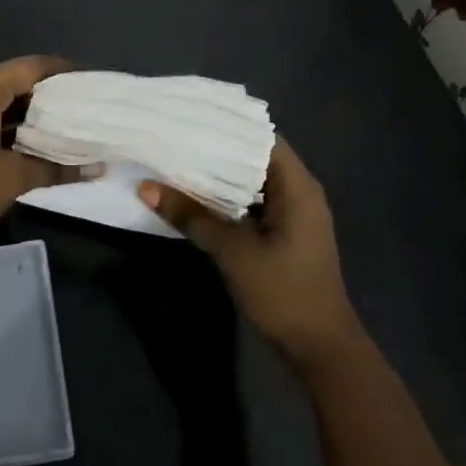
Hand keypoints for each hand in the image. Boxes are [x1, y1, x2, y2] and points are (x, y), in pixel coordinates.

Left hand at [0, 55, 96, 256]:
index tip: (94, 84)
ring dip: (36, 119)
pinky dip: (17, 134)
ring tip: (75, 129)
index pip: (31, 67)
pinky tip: (44, 150)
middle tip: (90, 110)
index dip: (64, 72)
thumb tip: (99, 167)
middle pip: (18, 84)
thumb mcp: (12, 178)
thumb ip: (57, 168)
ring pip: (5, 107)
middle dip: (53, 97)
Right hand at [137, 138, 370, 377]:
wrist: (319, 347)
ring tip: (177, 161)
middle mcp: (299, 193)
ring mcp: (293, 216)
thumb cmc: (283, 290)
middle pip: (255, 159)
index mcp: (298, 186)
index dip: (227, 127)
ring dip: (219, 177)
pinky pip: (252, 205)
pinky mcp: (284, 236)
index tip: (190, 118)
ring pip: (251, 184)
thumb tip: (146, 187)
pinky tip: (195, 198)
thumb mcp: (232, 251)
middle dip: (216, 151)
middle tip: (174, 138)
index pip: (261, 138)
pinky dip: (227, 200)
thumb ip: (191, 216)